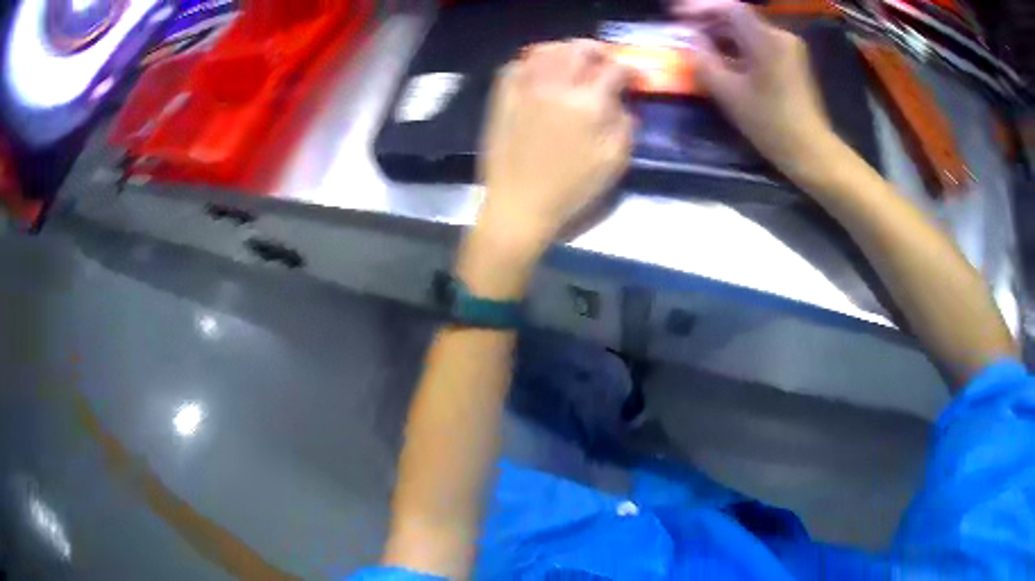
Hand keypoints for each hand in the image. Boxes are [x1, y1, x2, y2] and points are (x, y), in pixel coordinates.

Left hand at [477, 40, 634, 254]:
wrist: (519, 204)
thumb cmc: (571, 189)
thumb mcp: (613, 162)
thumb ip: (624, 125)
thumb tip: (622, 102)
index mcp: (588, 104)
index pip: (614, 69)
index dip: (630, 70)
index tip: (633, 79)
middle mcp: (556, 86)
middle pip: (579, 48)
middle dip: (598, 51)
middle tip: (604, 63)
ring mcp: (525, 88)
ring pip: (546, 50)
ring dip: (565, 50)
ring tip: (573, 62)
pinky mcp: (503, 97)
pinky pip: (517, 64)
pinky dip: (533, 61)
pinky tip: (541, 72)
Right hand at [676, 0, 840, 186]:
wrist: (811, 151)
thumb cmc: (771, 123)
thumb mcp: (729, 93)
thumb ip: (704, 60)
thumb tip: (689, 39)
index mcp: (767, 39)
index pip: (729, 8)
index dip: (700, 8)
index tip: (676, 15)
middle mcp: (781, 37)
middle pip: (740, 18)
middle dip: (709, 23)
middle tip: (685, 34)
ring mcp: (790, 50)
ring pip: (749, 32)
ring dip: (723, 36)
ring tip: (700, 48)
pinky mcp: (793, 63)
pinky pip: (760, 45)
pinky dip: (739, 48)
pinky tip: (725, 61)